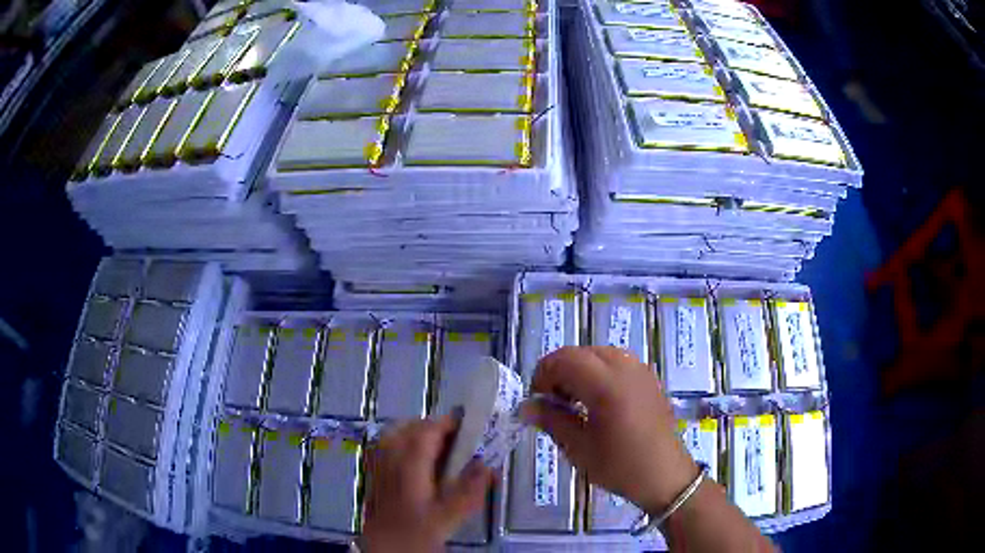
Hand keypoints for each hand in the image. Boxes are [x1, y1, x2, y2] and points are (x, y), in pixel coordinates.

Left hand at [361, 416, 495, 552]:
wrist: (385, 547)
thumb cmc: (417, 532)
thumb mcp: (450, 515)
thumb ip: (471, 490)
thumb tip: (487, 465)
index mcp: (409, 463)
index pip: (428, 430)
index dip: (449, 423)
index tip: (469, 425)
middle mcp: (390, 457)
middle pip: (410, 427)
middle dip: (434, 427)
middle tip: (457, 440)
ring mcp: (379, 463)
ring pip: (396, 433)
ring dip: (417, 433)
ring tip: (438, 448)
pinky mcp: (374, 472)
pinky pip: (387, 445)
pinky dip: (403, 443)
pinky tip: (416, 462)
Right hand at [525, 346, 698, 514]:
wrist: (665, 475)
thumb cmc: (620, 466)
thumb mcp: (579, 449)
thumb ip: (552, 420)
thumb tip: (526, 407)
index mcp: (607, 385)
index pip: (565, 359)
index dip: (544, 374)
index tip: (537, 400)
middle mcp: (625, 368)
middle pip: (581, 353)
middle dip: (560, 371)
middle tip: (553, 401)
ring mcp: (640, 370)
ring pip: (599, 354)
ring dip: (579, 369)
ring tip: (574, 401)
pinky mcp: (649, 377)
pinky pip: (617, 361)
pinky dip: (599, 371)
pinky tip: (598, 400)